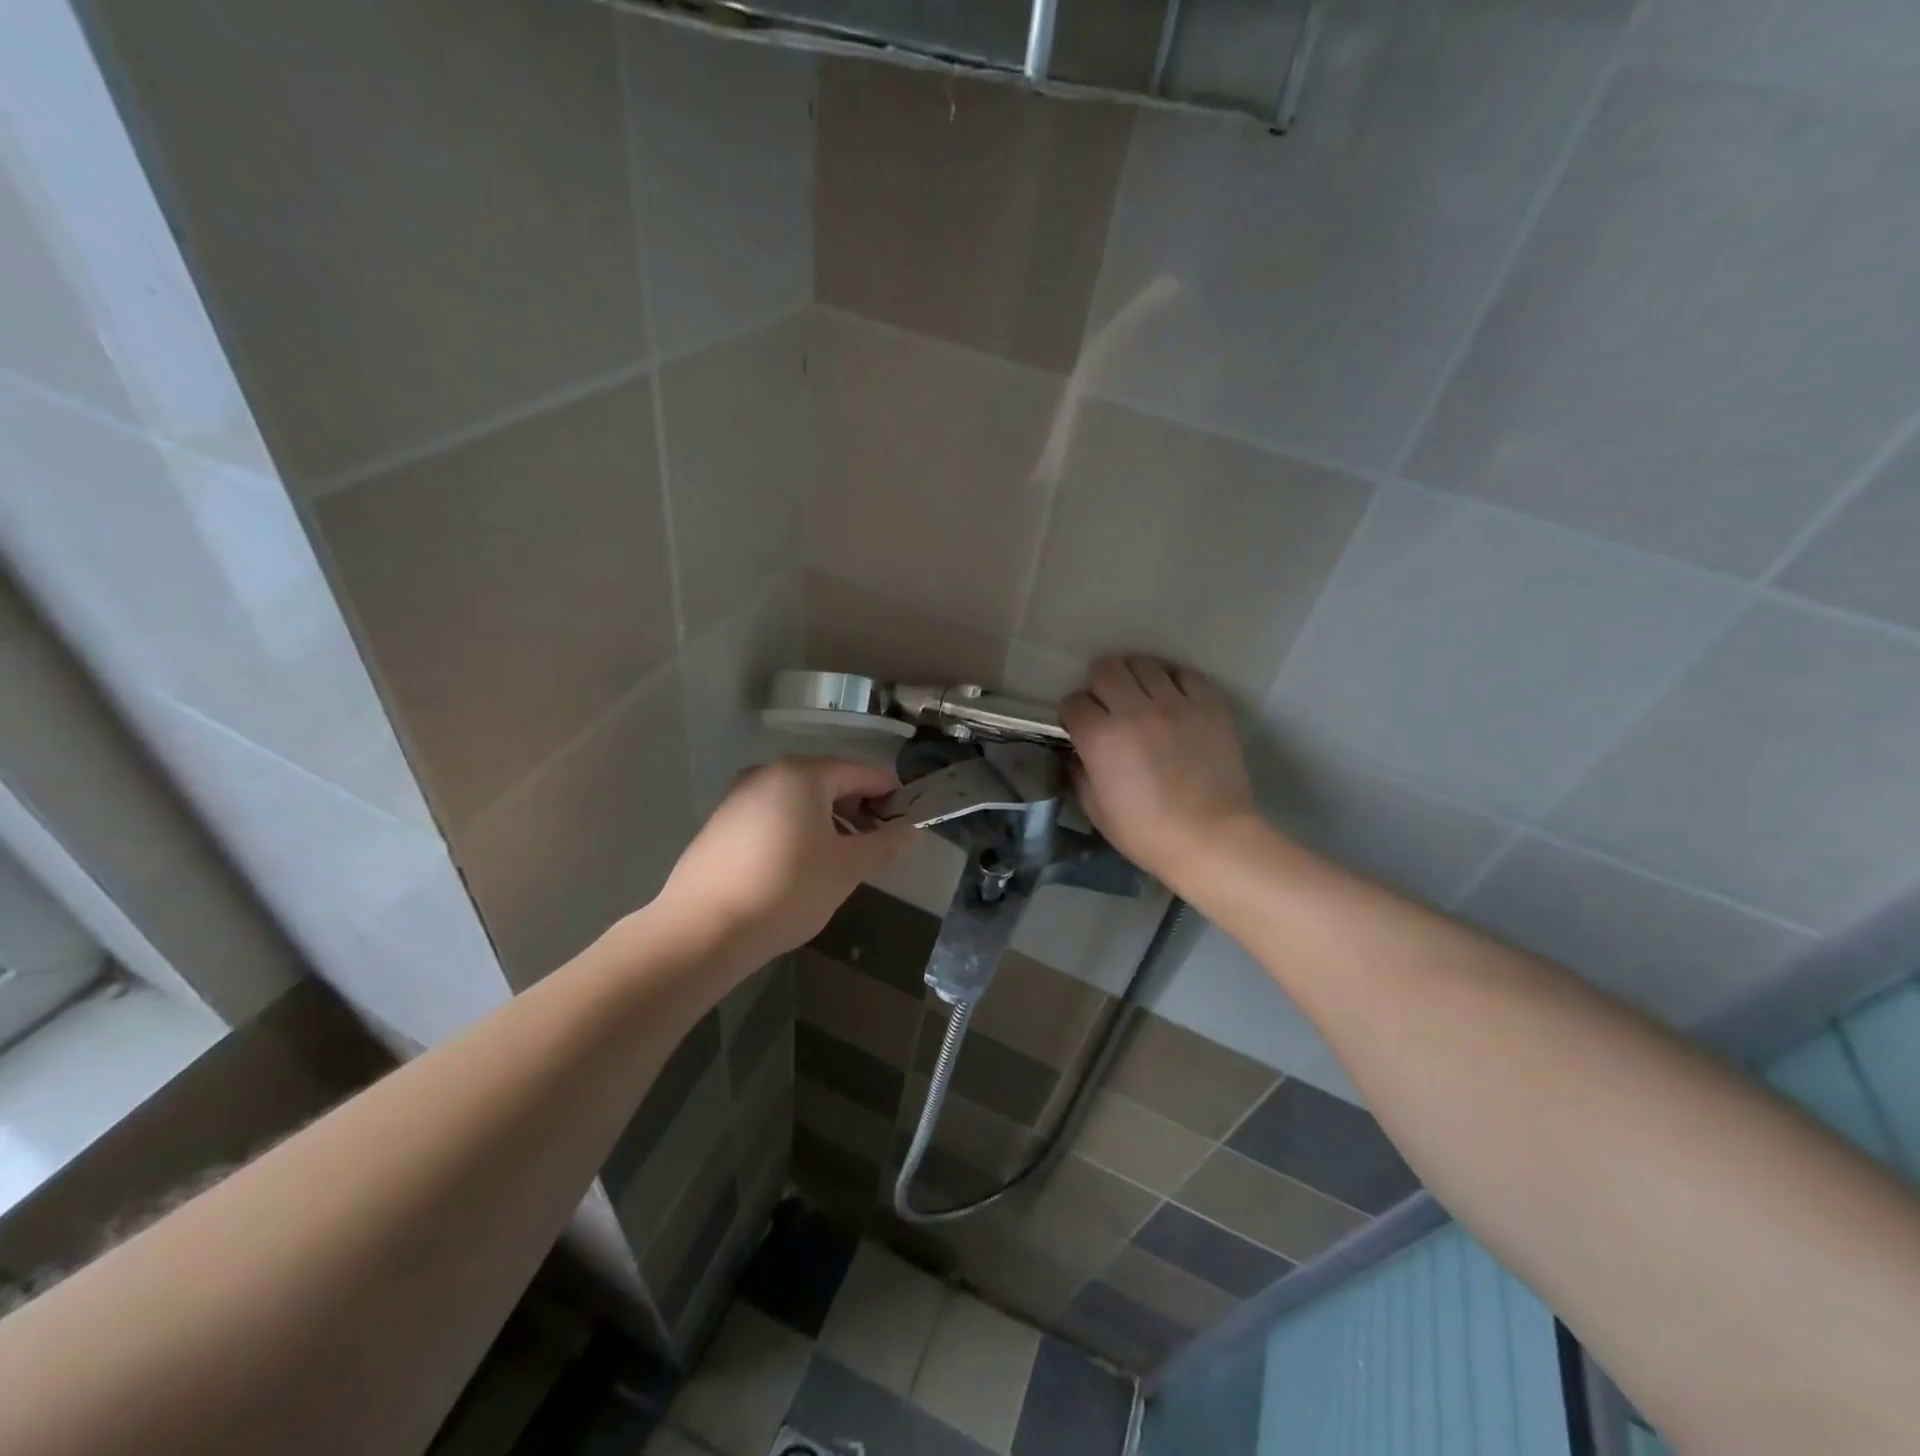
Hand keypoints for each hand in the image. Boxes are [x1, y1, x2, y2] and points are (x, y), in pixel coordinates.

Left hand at [653, 757, 912, 970]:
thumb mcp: (847, 869)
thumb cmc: (787, 890)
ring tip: (841, 858)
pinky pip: (773, 813)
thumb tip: (910, 830)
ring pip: (799, 798)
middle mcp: (769, 772)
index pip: (862, 772)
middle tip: (876, 844)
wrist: (702, 929)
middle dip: (858, 808)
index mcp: (803, 773)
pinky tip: (801, 864)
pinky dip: (797, 828)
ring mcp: (740, 795)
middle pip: (829, 780)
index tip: (907, 821)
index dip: (890, 794)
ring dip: (828, 820)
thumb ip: (883, 844)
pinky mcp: (721, 821)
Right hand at [1062, 657, 1258, 889]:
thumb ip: (1079, 773)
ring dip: (1134, 678)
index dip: (1073, 715)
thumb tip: (1076, 752)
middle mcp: (1134, 710)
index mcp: (1100, 737)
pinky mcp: (1209, 705)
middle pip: (1106, 669)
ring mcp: (1175, 704)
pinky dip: (1172, 681)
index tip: (1080, 728)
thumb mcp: (1096, 809)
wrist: (1211, 839)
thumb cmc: (1146, 833)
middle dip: (1099, 685)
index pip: (1073, 702)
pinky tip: (1172, 699)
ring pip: (1143, 663)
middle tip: (1108, 706)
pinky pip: (1184, 674)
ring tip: (1141, 697)